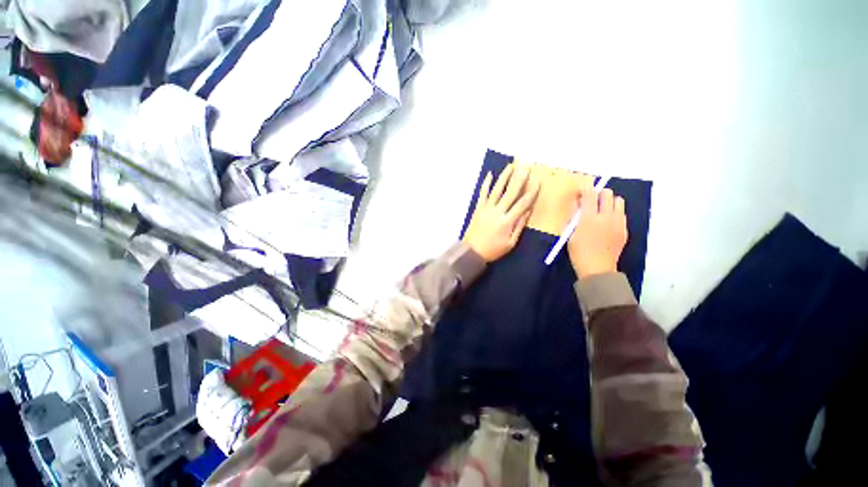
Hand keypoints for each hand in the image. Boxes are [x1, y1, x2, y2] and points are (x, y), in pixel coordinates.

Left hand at [463, 164, 539, 261]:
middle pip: (510, 193)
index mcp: (507, 221)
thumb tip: (528, 212)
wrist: (472, 251)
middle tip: (526, 167)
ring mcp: (486, 209)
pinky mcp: (478, 208)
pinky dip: (486, 184)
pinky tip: (489, 175)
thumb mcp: (510, 243)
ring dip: (504, 177)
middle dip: (519, 179)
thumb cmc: (493, 250)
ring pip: (496, 190)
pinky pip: (482, 194)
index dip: (531, 193)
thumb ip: (519, 226)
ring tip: (511, 166)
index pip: (522, 204)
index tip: (538, 182)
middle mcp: (497, 212)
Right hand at [567, 181, 627, 278]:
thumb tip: (577, 203)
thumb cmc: (578, 252)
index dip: (586, 188)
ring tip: (602, 209)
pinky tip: (607, 222)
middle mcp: (606, 217)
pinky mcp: (624, 230)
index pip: (590, 195)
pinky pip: (622, 214)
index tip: (582, 186)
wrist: (597, 269)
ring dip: (609, 201)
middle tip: (592, 199)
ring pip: (619, 201)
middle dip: (599, 193)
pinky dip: (615, 212)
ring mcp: (618, 223)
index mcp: (590, 218)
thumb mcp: (570, 233)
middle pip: (607, 194)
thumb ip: (574, 216)